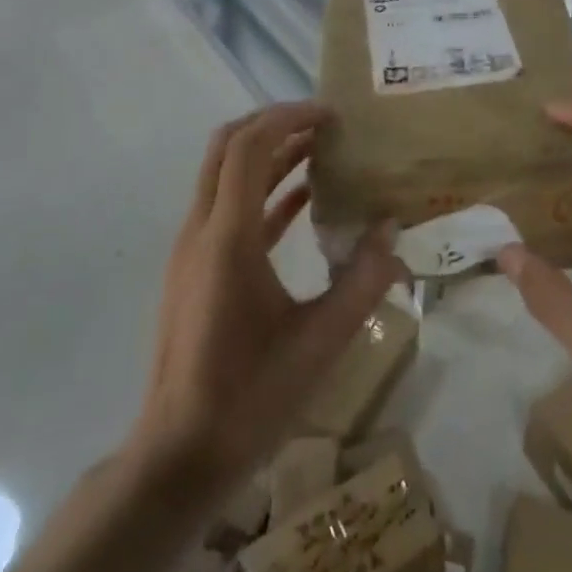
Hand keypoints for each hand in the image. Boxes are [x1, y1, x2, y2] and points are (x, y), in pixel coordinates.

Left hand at [129, 102, 403, 493]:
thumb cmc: (249, 398)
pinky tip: (303, 200)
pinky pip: (229, 210)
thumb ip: (361, 281)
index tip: (330, 114)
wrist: (178, 457)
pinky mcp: (195, 269)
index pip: (249, 146)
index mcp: (227, 237)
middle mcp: (202, 230)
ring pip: (225, 174)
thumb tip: (392, 230)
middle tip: (323, 124)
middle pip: (228, 146)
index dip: (288, 118)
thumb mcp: (320, 342)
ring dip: (268, 154)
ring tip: (319, 150)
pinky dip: (263, 192)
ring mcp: (193, 249)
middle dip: (274, 124)